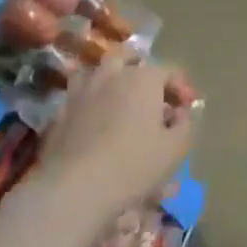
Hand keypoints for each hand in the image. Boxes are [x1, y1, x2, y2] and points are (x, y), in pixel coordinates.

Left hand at [36, 59, 197, 220]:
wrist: (74, 187)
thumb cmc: (133, 164)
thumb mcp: (175, 149)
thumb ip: (185, 124)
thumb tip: (180, 113)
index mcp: (143, 78)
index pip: (169, 70)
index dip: (182, 87)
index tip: (187, 109)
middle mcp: (111, 75)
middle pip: (128, 58)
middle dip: (142, 70)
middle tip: (151, 93)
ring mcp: (81, 91)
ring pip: (99, 72)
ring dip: (112, 80)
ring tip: (120, 102)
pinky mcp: (59, 111)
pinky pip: (79, 95)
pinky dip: (90, 101)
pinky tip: (95, 121)